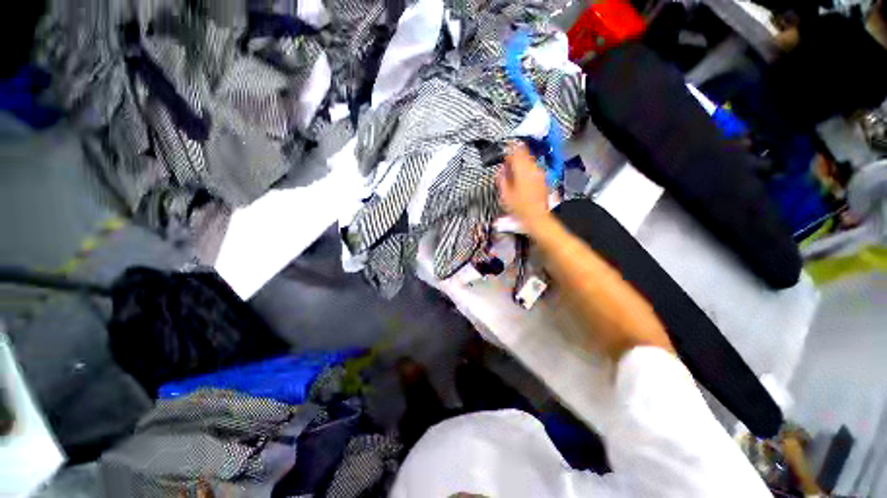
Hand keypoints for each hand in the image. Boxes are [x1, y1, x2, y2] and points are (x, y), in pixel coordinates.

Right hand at [496, 143, 550, 228]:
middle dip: (515, 156)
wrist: (536, 217)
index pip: (516, 151)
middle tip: (508, 164)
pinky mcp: (543, 180)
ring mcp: (540, 174)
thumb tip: (500, 170)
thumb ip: (502, 178)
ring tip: (514, 173)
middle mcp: (533, 169)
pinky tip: (522, 180)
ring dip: (522, 164)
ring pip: (530, 161)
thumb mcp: (505, 194)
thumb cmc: (520, 208)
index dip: (509, 150)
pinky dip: (527, 170)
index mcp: (522, 170)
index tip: (504, 152)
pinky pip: (534, 169)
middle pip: (525, 154)